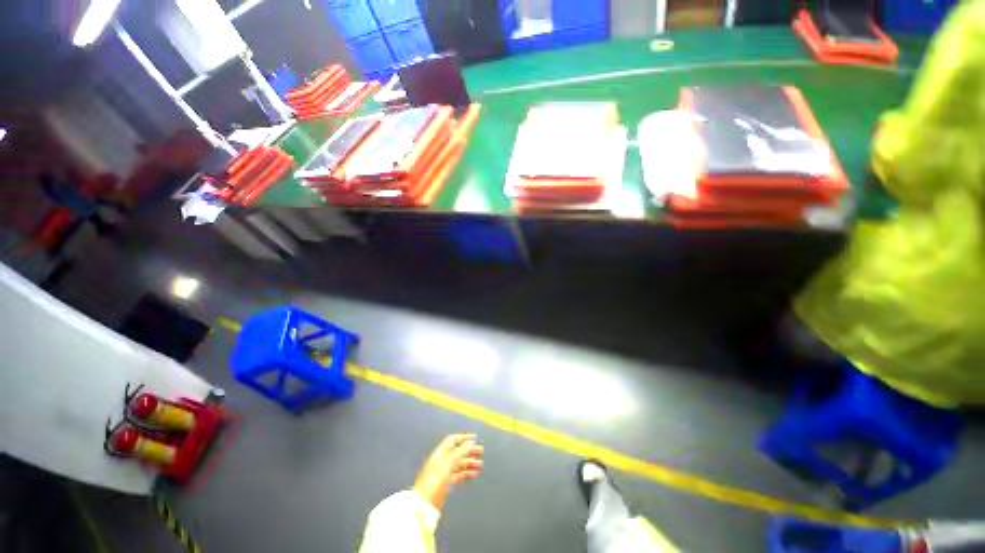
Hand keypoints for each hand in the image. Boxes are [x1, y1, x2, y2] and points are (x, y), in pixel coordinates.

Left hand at [413, 434, 483, 511]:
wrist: (424, 504)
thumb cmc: (435, 480)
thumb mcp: (448, 464)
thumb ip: (460, 452)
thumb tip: (471, 442)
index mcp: (441, 453)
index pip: (453, 440)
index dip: (464, 438)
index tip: (475, 439)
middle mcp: (442, 461)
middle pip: (457, 452)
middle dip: (469, 451)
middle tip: (481, 451)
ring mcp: (444, 473)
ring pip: (459, 464)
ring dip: (470, 463)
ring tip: (480, 465)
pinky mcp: (446, 484)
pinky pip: (458, 475)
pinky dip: (466, 474)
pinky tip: (474, 474)